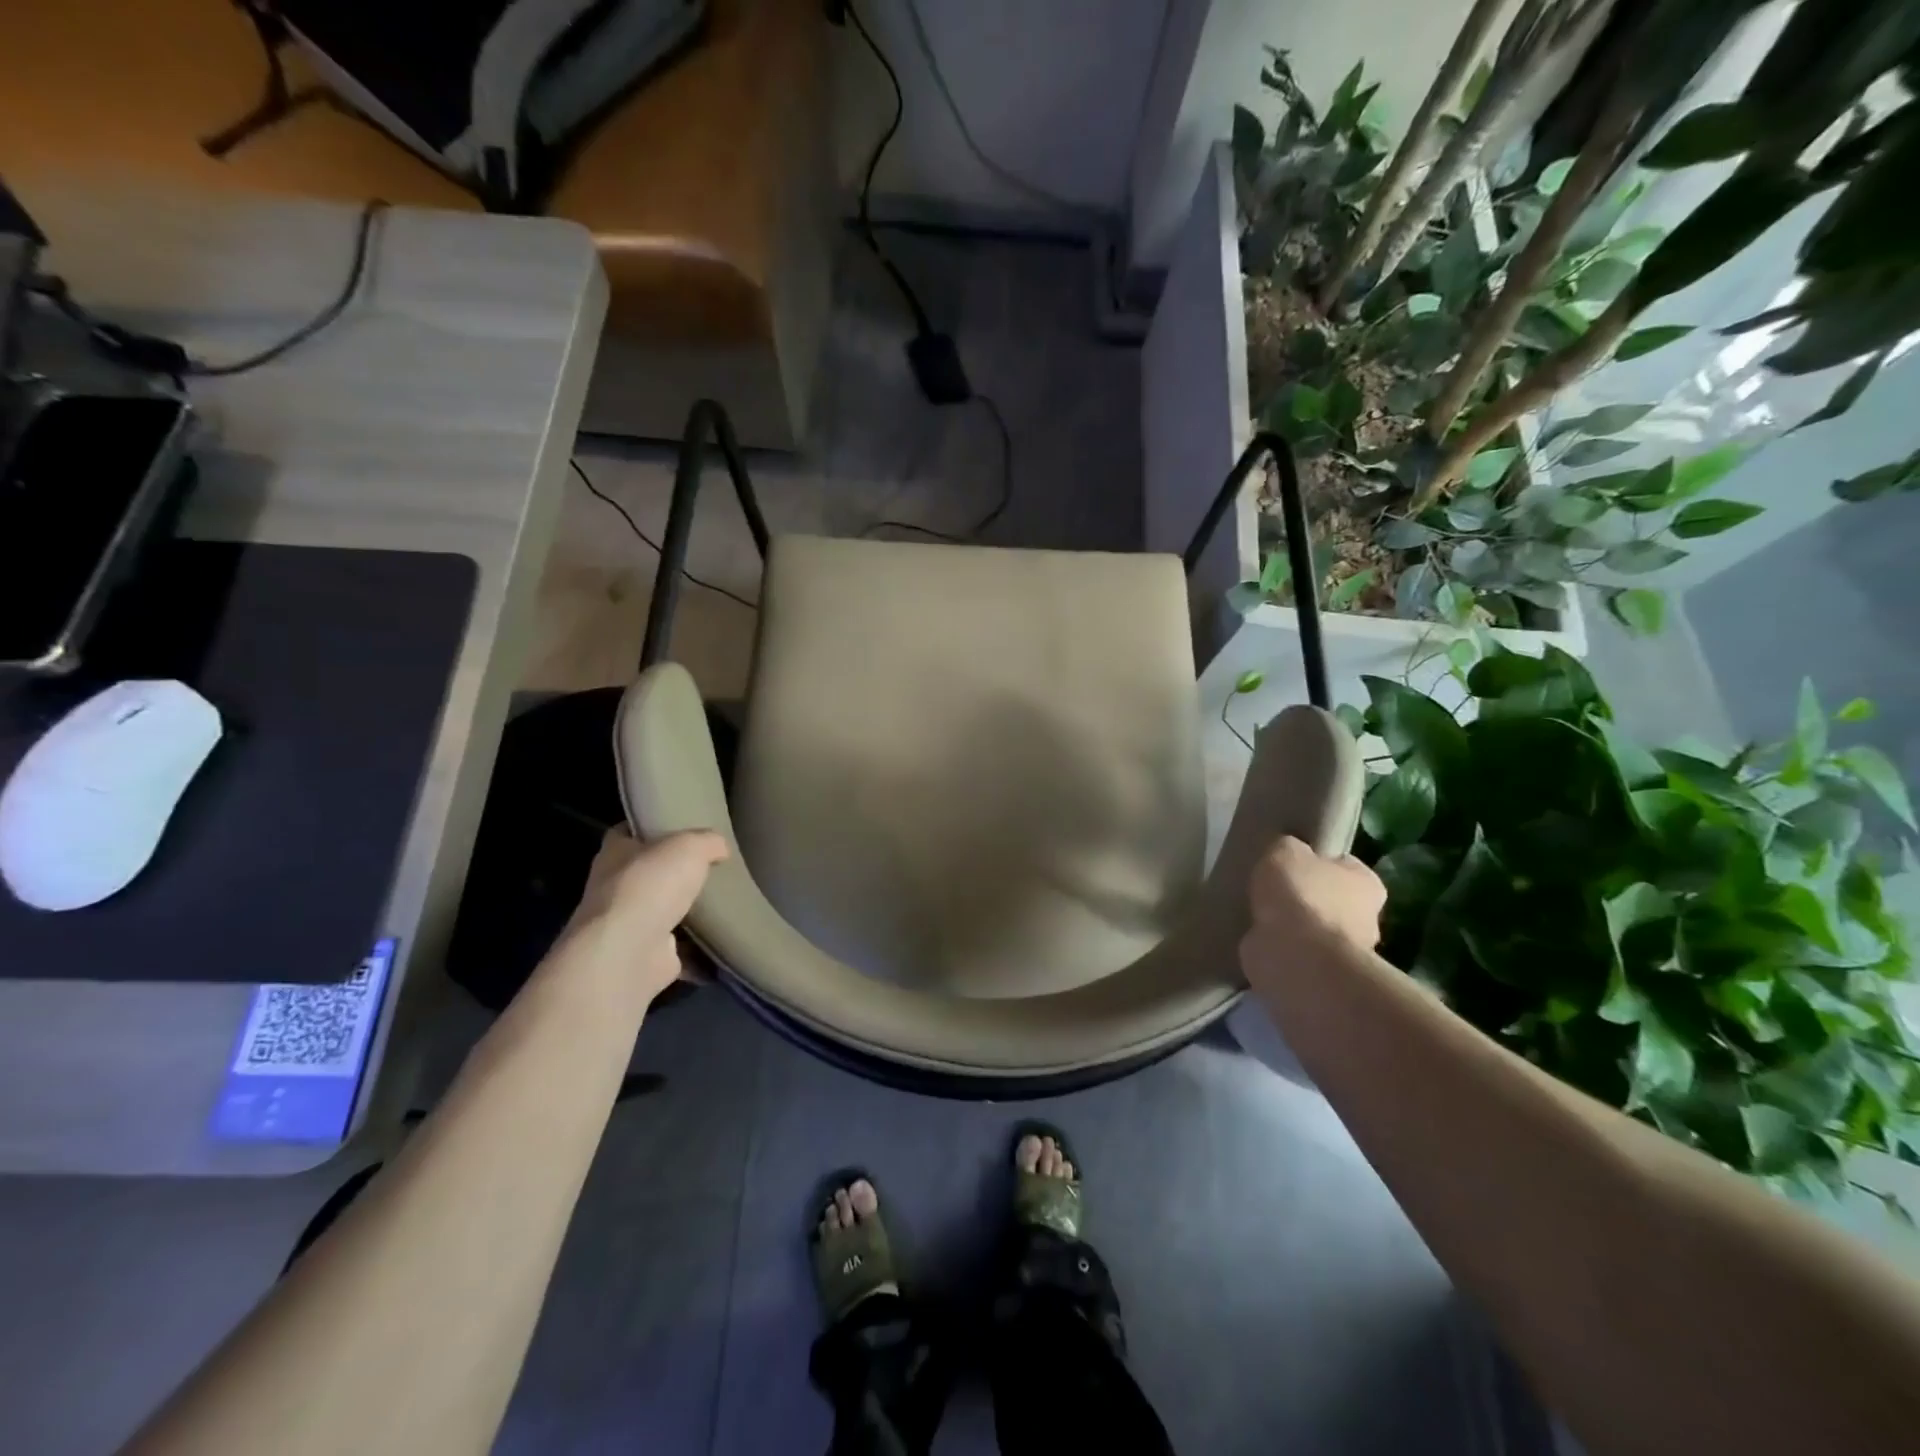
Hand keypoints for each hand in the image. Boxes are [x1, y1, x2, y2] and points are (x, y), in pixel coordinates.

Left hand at [553, 828, 728, 1003]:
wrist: (629, 953)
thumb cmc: (650, 886)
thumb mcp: (689, 846)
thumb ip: (707, 841)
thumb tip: (719, 848)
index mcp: (616, 853)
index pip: (628, 832)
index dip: (653, 828)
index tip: (682, 829)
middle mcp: (614, 889)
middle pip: (649, 874)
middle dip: (676, 873)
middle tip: (714, 867)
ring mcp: (628, 926)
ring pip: (664, 912)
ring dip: (688, 912)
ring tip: (726, 903)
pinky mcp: (646, 957)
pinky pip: (680, 949)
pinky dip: (700, 949)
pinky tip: (724, 940)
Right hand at [1240, 837, 1385, 994]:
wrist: (1294, 957)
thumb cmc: (1299, 895)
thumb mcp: (1285, 851)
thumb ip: (1290, 849)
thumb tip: (1292, 855)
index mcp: (1367, 883)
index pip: (1343, 865)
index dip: (1317, 862)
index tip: (1292, 864)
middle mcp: (1367, 918)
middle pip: (1333, 900)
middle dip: (1308, 898)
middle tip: (1274, 892)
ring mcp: (1346, 953)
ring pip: (1316, 930)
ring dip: (1295, 927)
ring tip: (1261, 917)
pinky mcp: (1323, 976)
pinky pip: (1300, 955)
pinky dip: (1284, 950)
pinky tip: (1261, 941)